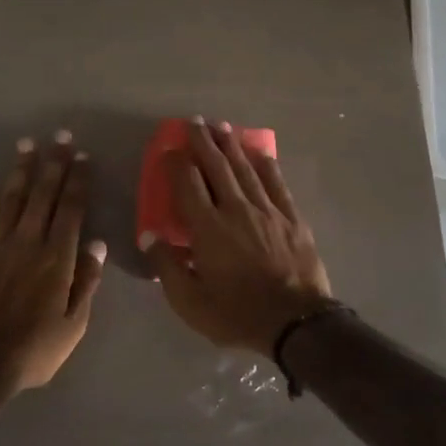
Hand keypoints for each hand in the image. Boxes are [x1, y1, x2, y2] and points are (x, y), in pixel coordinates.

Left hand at [0, 131, 106, 393]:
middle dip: (53, 163)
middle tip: (59, 136)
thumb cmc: (33, 351)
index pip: (70, 209)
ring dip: (20, 171)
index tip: (82, 156)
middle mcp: (27, 243)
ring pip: (10, 199)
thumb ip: (86, 282)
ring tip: (26, 144)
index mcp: (56, 258)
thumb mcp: (73, 325)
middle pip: (42, 195)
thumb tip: (98, 245)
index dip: (77, 181)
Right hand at [140, 117, 330, 354]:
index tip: (169, 148)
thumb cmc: (237, 314)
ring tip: (221, 125)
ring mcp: (267, 210)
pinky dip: (267, 165)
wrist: (297, 323)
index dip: (177, 163)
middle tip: (195, 121)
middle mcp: (236, 209)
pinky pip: (277, 183)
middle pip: (217, 166)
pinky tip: (260, 152)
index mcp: (208, 228)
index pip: (188, 184)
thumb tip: (149, 235)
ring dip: (231, 145)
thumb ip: (167, 266)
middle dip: (203, 141)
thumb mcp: (190, 302)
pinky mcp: (292, 218)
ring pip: (246, 169)